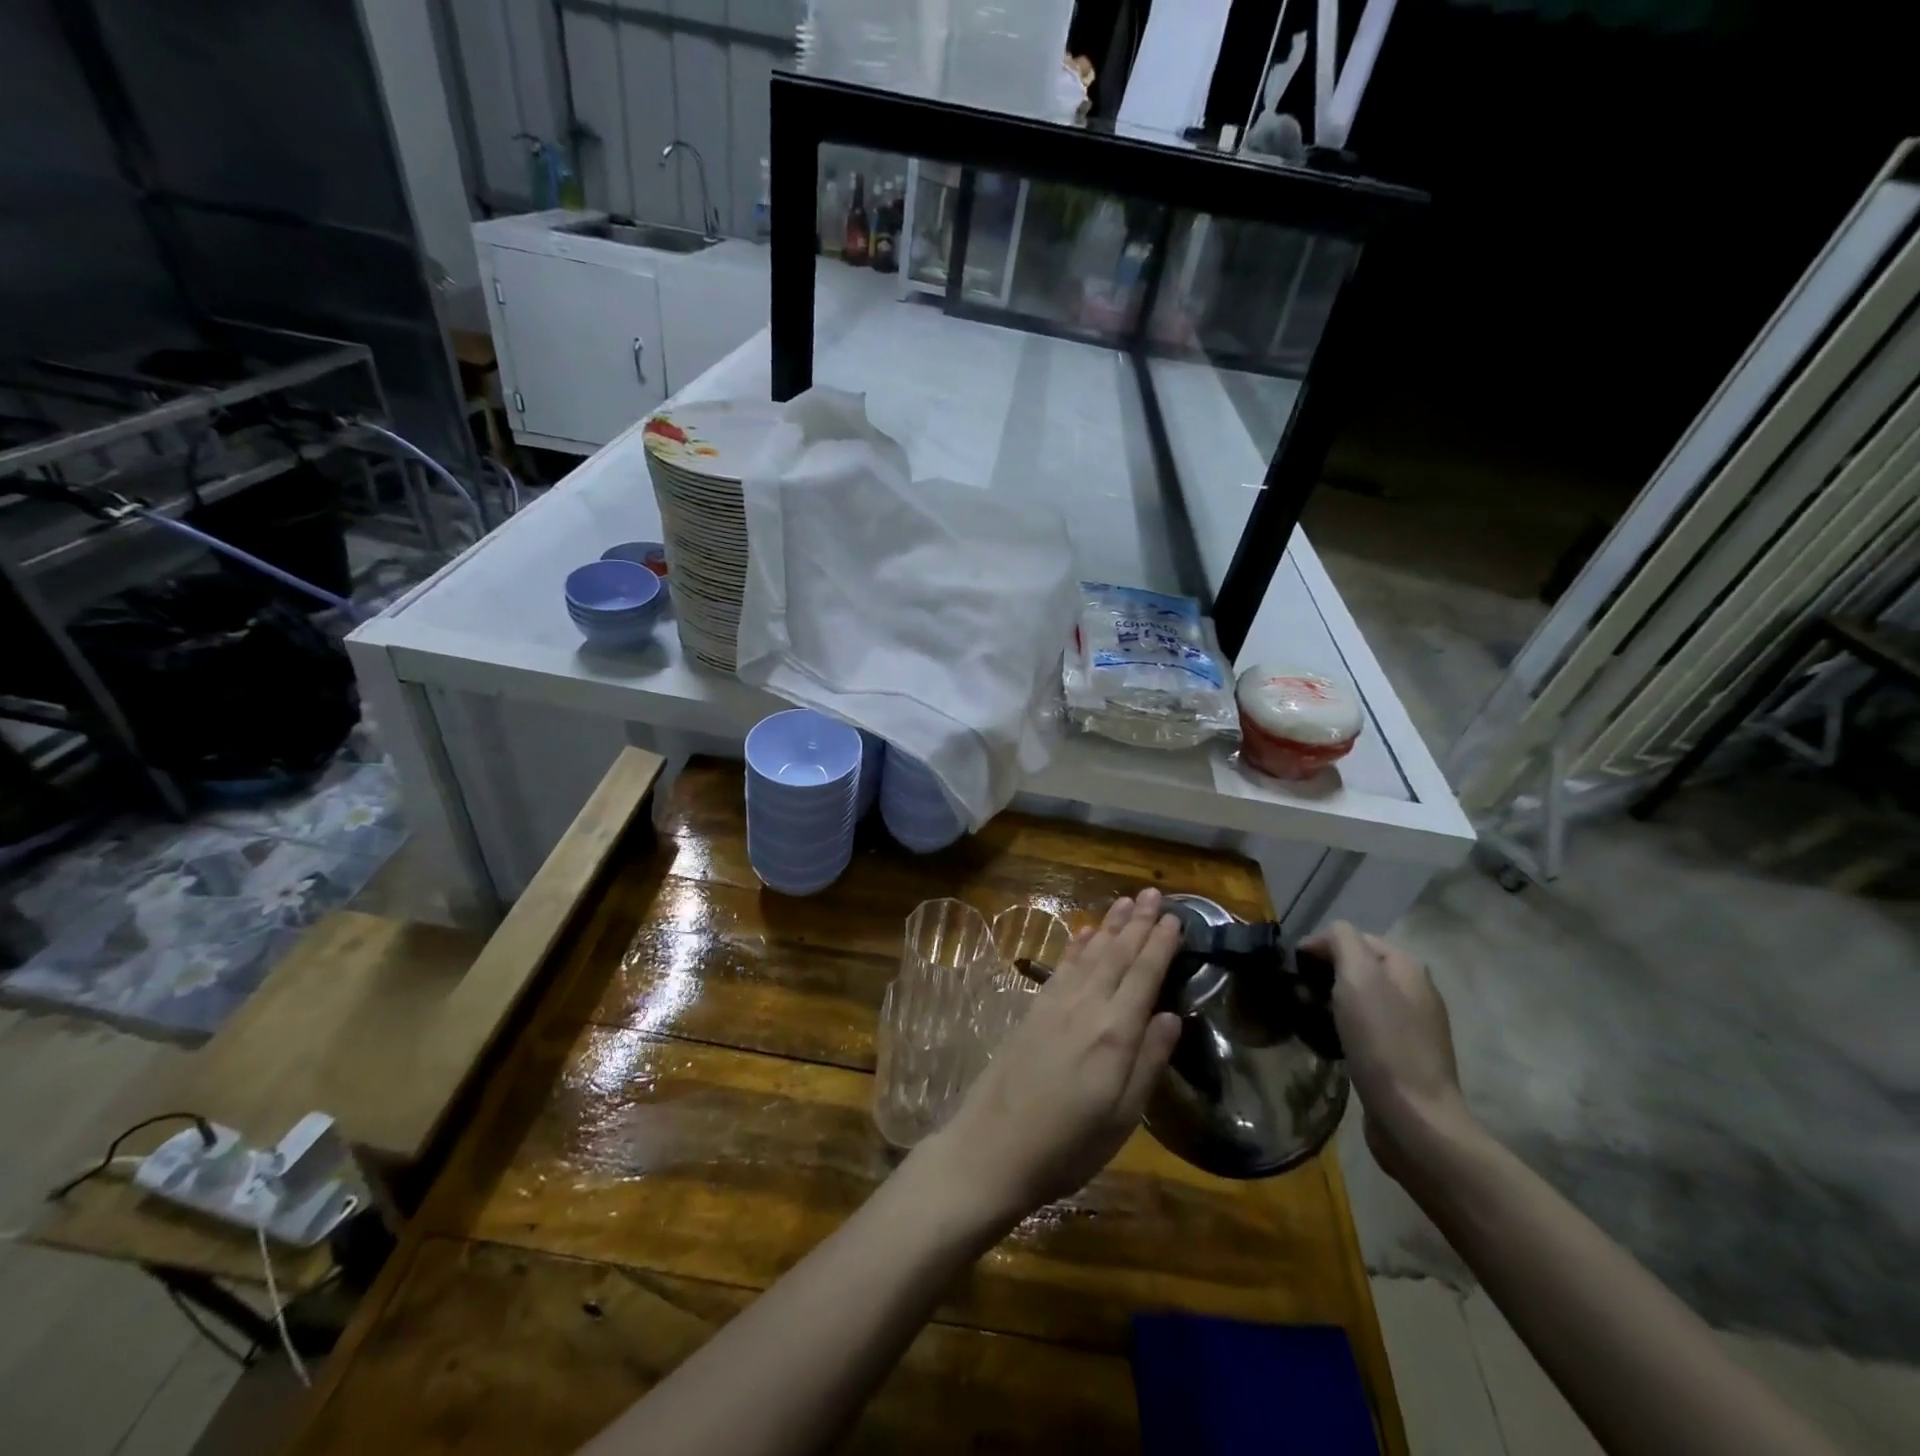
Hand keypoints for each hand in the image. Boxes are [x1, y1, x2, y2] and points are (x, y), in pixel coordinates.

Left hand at [920, 889, 1183, 1229]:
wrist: (992, 1148)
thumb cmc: (1067, 1146)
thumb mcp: (1122, 1118)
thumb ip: (1149, 1062)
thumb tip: (1172, 1015)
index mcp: (1115, 1033)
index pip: (1144, 975)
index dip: (1160, 945)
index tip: (1175, 917)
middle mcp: (1086, 1007)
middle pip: (1116, 954)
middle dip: (1137, 922)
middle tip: (1153, 893)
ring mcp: (1055, 1004)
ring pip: (1089, 953)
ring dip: (1109, 925)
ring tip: (1125, 901)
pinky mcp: (1033, 1010)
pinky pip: (1062, 966)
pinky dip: (1076, 945)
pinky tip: (1084, 932)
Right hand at [1301, 921, 1479, 1185]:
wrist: (1413, 1117)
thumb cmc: (1382, 1040)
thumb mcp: (1358, 976)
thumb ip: (1341, 941)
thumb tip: (1323, 940)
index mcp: (1406, 966)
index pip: (1352, 936)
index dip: (1319, 946)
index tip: (1292, 968)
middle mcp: (1413, 990)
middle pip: (1356, 967)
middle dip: (1322, 975)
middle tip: (1296, 994)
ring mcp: (1410, 1026)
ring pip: (1357, 998)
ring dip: (1328, 1003)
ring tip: (1305, 1018)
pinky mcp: (1400, 1056)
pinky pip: (1363, 1028)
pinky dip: (1341, 1028)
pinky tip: (1326, 1042)